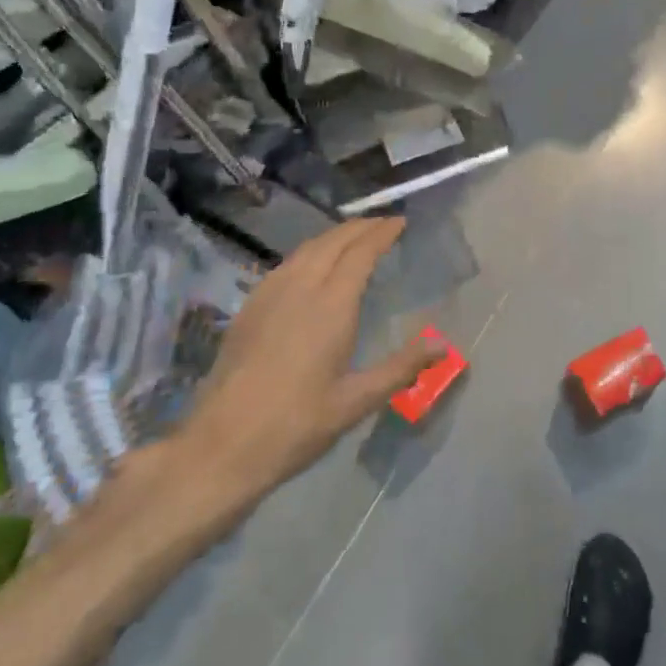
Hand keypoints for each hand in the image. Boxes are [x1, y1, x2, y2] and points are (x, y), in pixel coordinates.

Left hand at [168, 218, 433, 513]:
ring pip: (306, 249)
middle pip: (333, 241)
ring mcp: (269, 294)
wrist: (222, 444)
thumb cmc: (296, 425)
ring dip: (334, 236)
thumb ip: (401, 368)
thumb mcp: (356, 401)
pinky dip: (309, 252)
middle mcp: (299, 288)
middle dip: (360, 227)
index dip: (381, 233)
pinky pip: (286, 264)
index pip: (360, 253)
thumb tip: (443, 345)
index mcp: (331, 306)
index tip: (400, 222)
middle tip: (383, 224)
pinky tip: (312, 266)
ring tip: (354, 238)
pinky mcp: (249, 307)